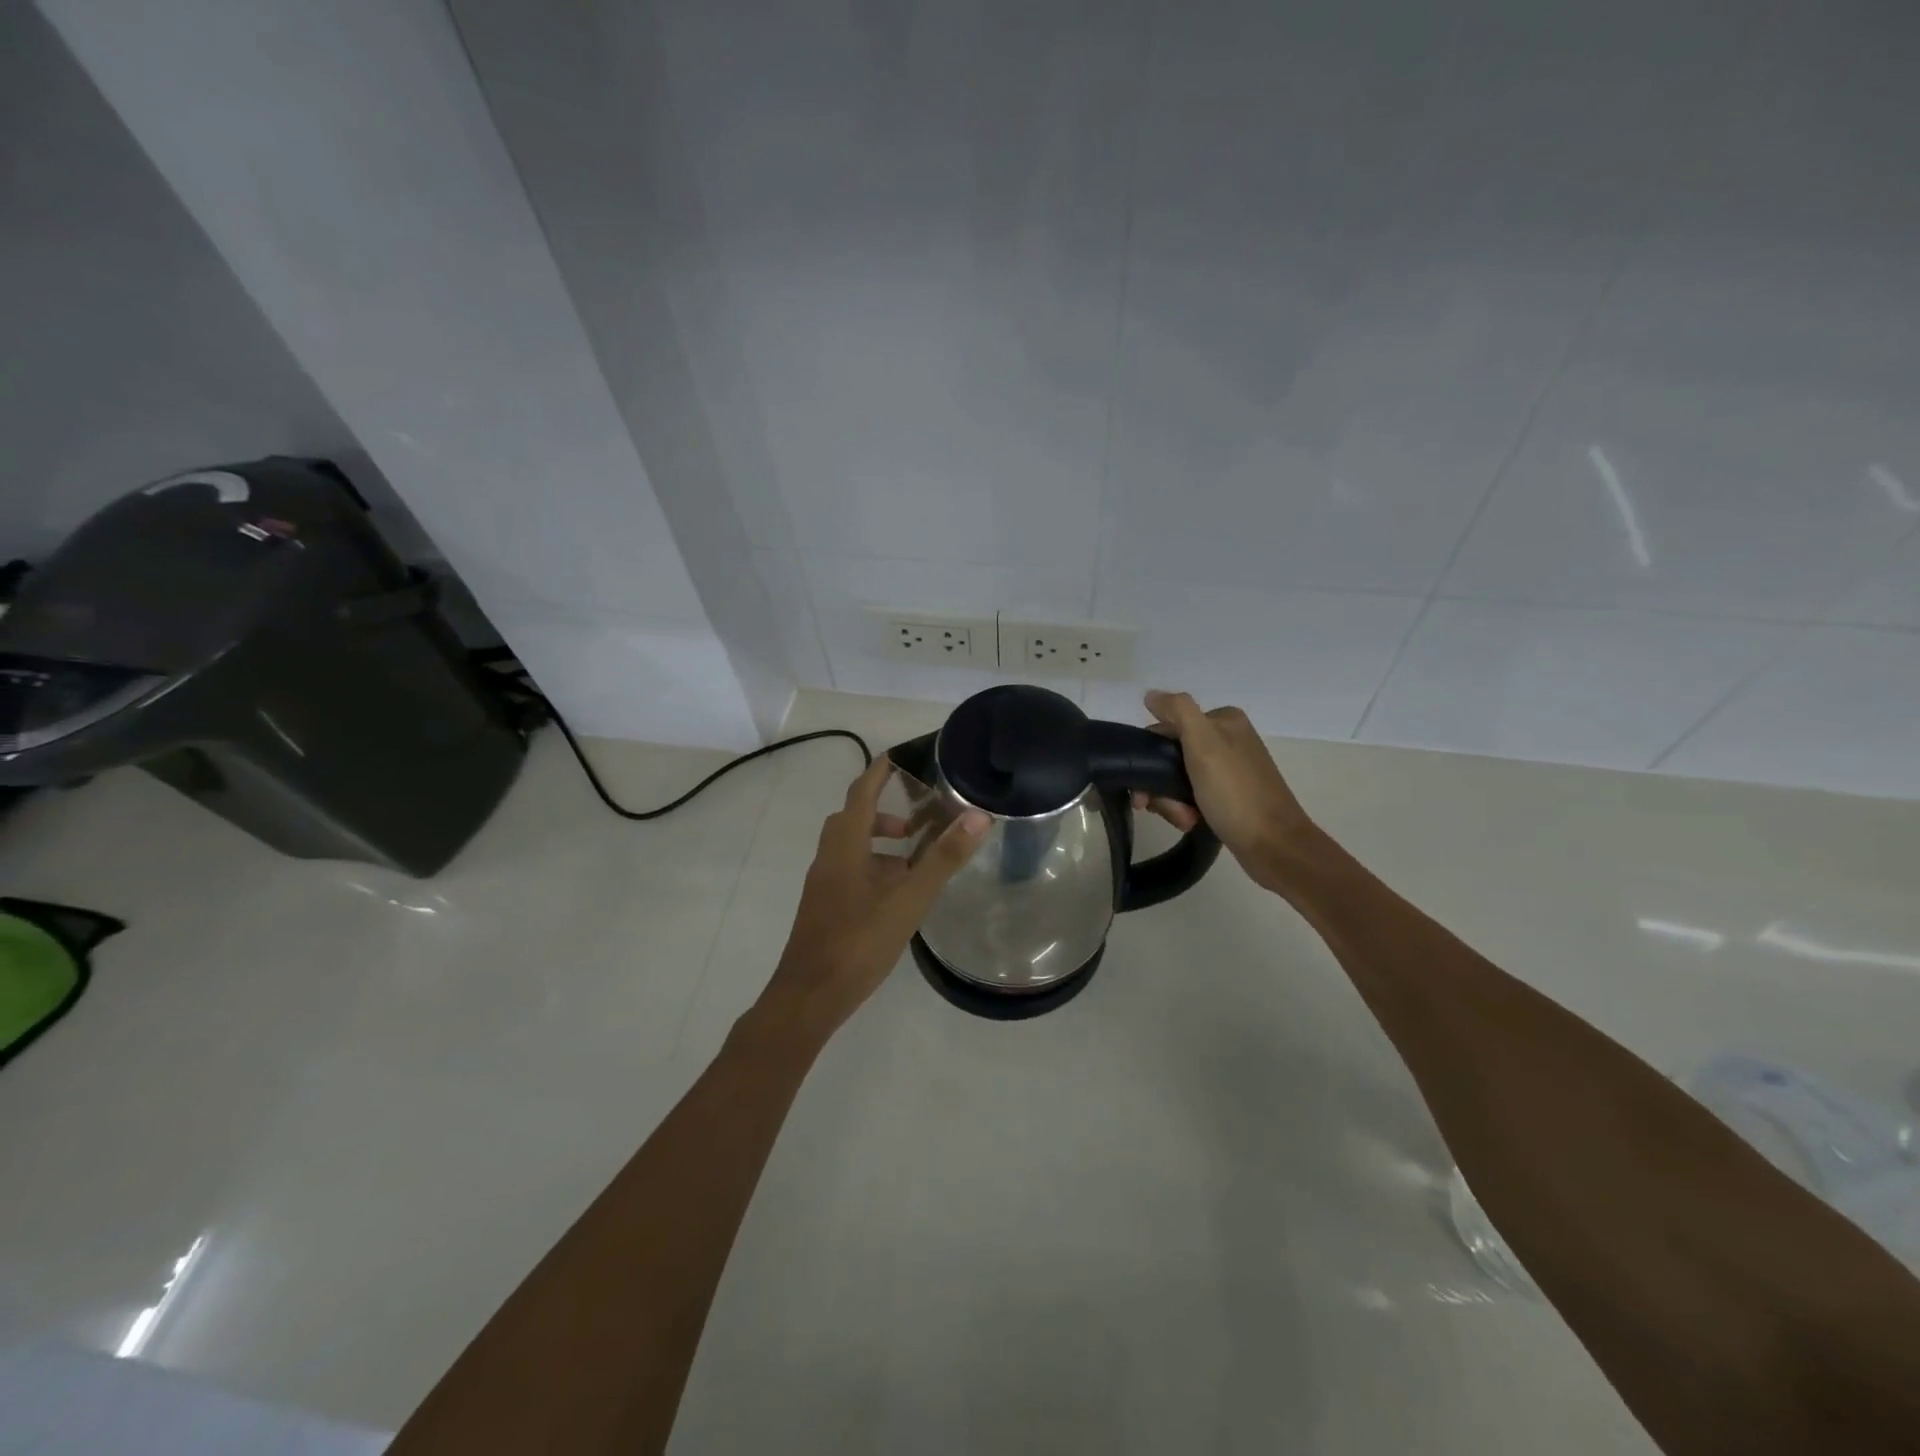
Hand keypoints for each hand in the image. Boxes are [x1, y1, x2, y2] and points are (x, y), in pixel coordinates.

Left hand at [755, 756, 988, 1040]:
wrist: (810, 996)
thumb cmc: (859, 941)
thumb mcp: (909, 899)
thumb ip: (943, 858)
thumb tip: (978, 816)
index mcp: (845, 846)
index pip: (861, 793)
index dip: (879, 772)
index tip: (900, 757)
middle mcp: (829, 858)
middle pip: (851, 819)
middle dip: (882, 812)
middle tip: (916, 822)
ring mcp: (823, 885)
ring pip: (849, 849)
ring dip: (878, 844)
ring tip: (913, 863)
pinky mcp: (824, 908)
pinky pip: (848, 872)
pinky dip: (872, 870)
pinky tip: (895, 898)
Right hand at [1131, 690, 1319, 889]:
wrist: (1273, 845)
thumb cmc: (1235, 793)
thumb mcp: (1204, 744)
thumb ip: (1177, 711)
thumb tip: (1150, 695)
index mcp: (1223, 720)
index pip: (1167, 728)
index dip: (1150, 757)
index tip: (1145, 788)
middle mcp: (1227, 739)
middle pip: (1170, 755)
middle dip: (1161, 785)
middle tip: (1160, 809)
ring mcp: (1229, 768)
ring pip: (1178, 778)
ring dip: (1171, 801)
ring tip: (1183, 819)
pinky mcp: (1230, 795)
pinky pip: (1193, 795)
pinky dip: (1186, 809)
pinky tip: (1191, 822)